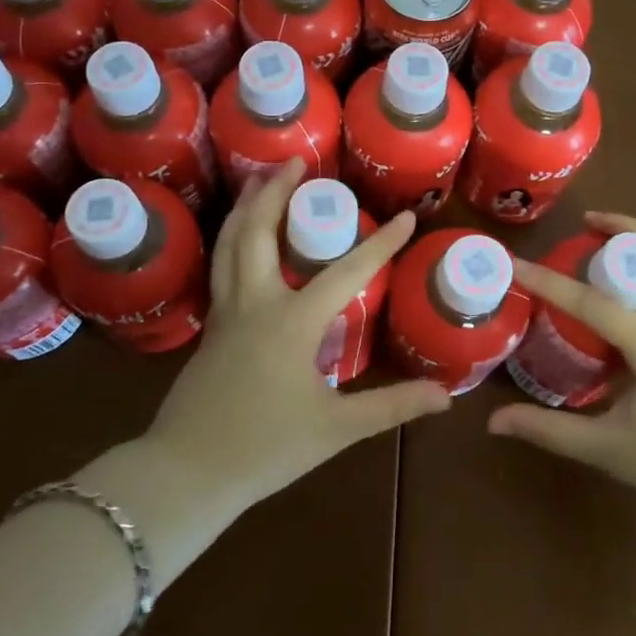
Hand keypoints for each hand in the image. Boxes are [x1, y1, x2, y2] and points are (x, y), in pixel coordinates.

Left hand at [144, 159, 449, 510]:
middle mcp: (256, 302)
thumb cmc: (265, 448)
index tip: (406, 217)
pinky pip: (221, 266)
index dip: (381, 244)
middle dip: (276, 192)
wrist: (188, 473)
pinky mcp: (210, 327)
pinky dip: (233, 239)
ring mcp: (226, 312)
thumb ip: (391, 406)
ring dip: (246, 207)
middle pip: (260, 232)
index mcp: (292, 320)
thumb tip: (447, 395)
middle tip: (293, 162)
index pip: (347, 271)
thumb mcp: (336, 429)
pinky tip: (240, 241)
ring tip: (257, 181)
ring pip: (230, 244)